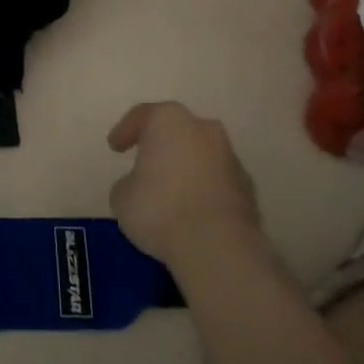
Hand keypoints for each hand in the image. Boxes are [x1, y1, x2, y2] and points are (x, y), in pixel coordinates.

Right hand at [107, 102, 263, 270]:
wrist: (217, 247)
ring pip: (201, 155)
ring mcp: (231, 158)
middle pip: (178, 131)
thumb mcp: (122, 195)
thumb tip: (141, 186)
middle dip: (163, 145)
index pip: (142, 116)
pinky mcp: (248, 189)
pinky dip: (205, 190)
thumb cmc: (159, 209)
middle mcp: (204, 130)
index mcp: (169, 121)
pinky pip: (218, 181)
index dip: (125, 131)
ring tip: (171, 192)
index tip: (115, 148)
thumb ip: (130, 182)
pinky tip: (192, 211)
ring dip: (187, 168)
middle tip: (146, 163)